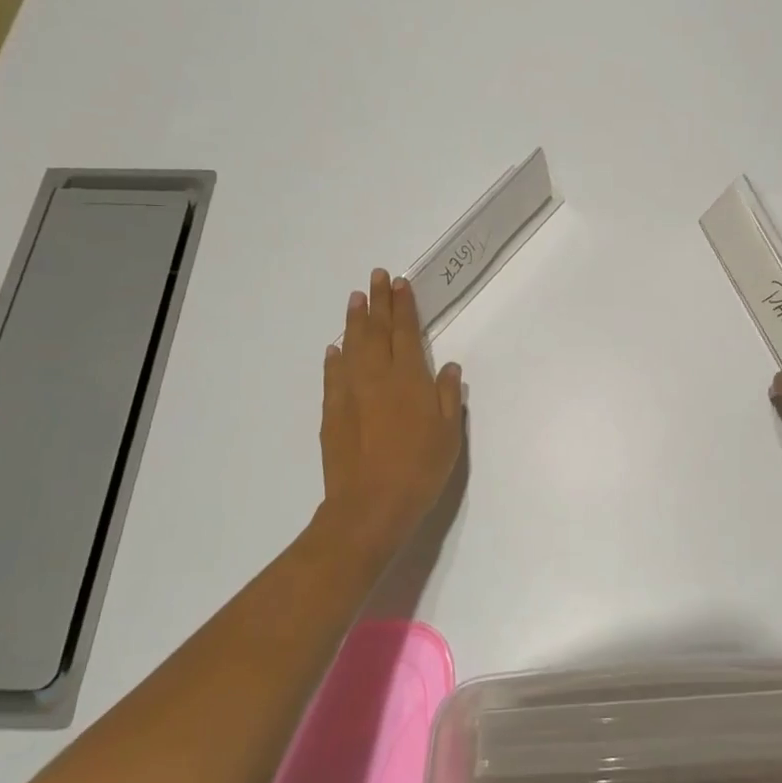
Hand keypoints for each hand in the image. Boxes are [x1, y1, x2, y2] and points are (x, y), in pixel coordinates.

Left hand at [319, 268, 464, 553]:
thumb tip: (447, 367)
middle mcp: (377, 377)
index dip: (403, 306)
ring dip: (354, 321)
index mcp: (409, 379)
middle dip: (378, 302)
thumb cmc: (420, 469)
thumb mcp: (449, 435)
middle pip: (376, 331)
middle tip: (376, 277)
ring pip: (351, 347)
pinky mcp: (331, 413)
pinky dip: (334, 358)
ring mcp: (350, 393)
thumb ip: (448, 397)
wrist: (370, 505)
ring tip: (355, 299)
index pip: (405, 332)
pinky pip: (332, 376)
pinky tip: (335, 349)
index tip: (399, 283)